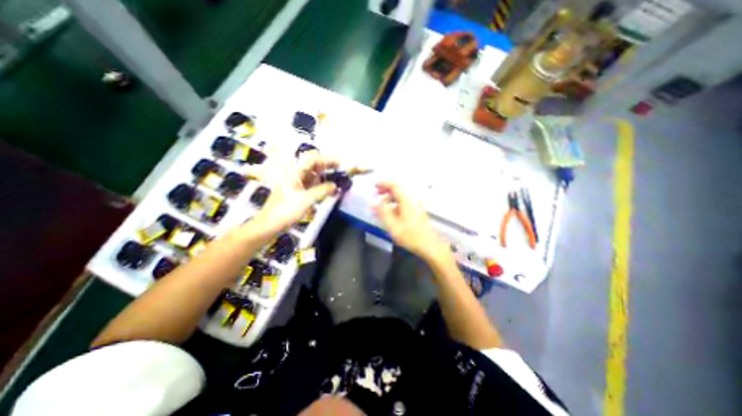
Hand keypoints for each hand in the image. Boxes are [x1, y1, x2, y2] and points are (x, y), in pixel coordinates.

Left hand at [246, 153, 338, 239]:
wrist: (270, 225)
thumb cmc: (286, 210)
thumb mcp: (306, 199)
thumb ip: (322, 190)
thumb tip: (335, 185)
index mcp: (294, 173)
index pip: (312, 160)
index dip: (326, 159)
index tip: (338, 163)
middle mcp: (294, 175)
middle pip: (312, 166)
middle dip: (326, 166)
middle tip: (339, 169)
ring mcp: (295, 184)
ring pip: (311, 176)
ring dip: (323, 176)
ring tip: (335, 179)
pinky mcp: (296, 193)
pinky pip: (310, 185)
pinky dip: (319, 185)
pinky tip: (326, 190)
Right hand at [374, 181, 448, 260]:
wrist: (430, 246)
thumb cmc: (411, 236)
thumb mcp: (393, 226)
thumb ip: (382, 213)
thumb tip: (374, 202)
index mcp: (406, 201)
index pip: (394, 185)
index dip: (383, 183)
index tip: (374, 185)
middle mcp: (412, 200)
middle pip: (397, 190)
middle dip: (385, 191)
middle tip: (375, 196)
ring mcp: (416, 206)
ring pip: (400, 197)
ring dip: (389, 199)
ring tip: (381, 207)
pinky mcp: (417, 212)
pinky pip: (404, 203)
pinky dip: (395, 204)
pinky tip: (391, 214)